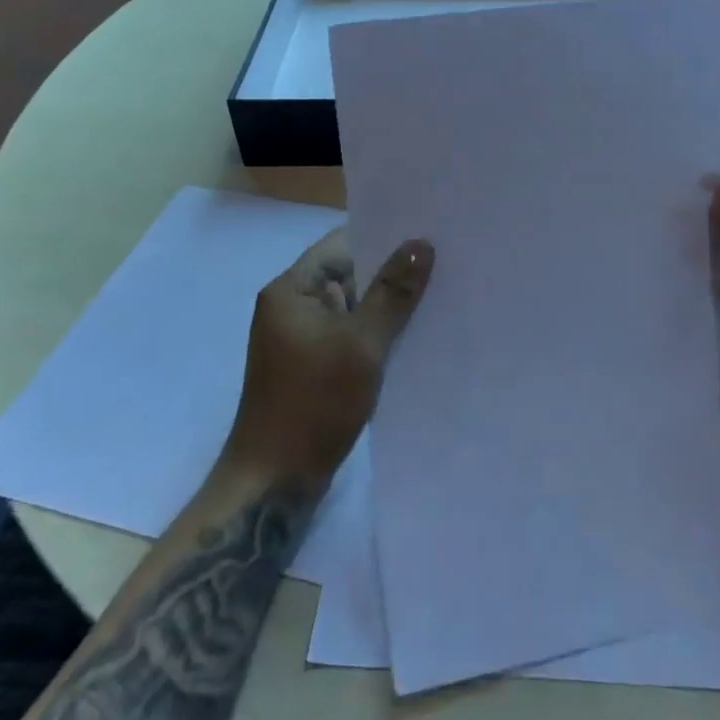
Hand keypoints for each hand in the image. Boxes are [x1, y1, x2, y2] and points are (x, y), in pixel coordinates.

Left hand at [222, 227, 433, 488]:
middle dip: (392, 273)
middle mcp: (292, 306)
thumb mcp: (361, 344)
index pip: (342, 245)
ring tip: (438, 298)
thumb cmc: (314, 404)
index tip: (429, 236)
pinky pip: (350, 335)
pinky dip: (377, 334)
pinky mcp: (313, 366)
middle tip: (445, 266)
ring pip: (354, 307)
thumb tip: (421, 244)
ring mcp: (302, 338)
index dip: (384, 238)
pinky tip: (414, 338)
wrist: (274, 482)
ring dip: (388, 307)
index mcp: (291, 290)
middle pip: (350, 274)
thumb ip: (393, 293)